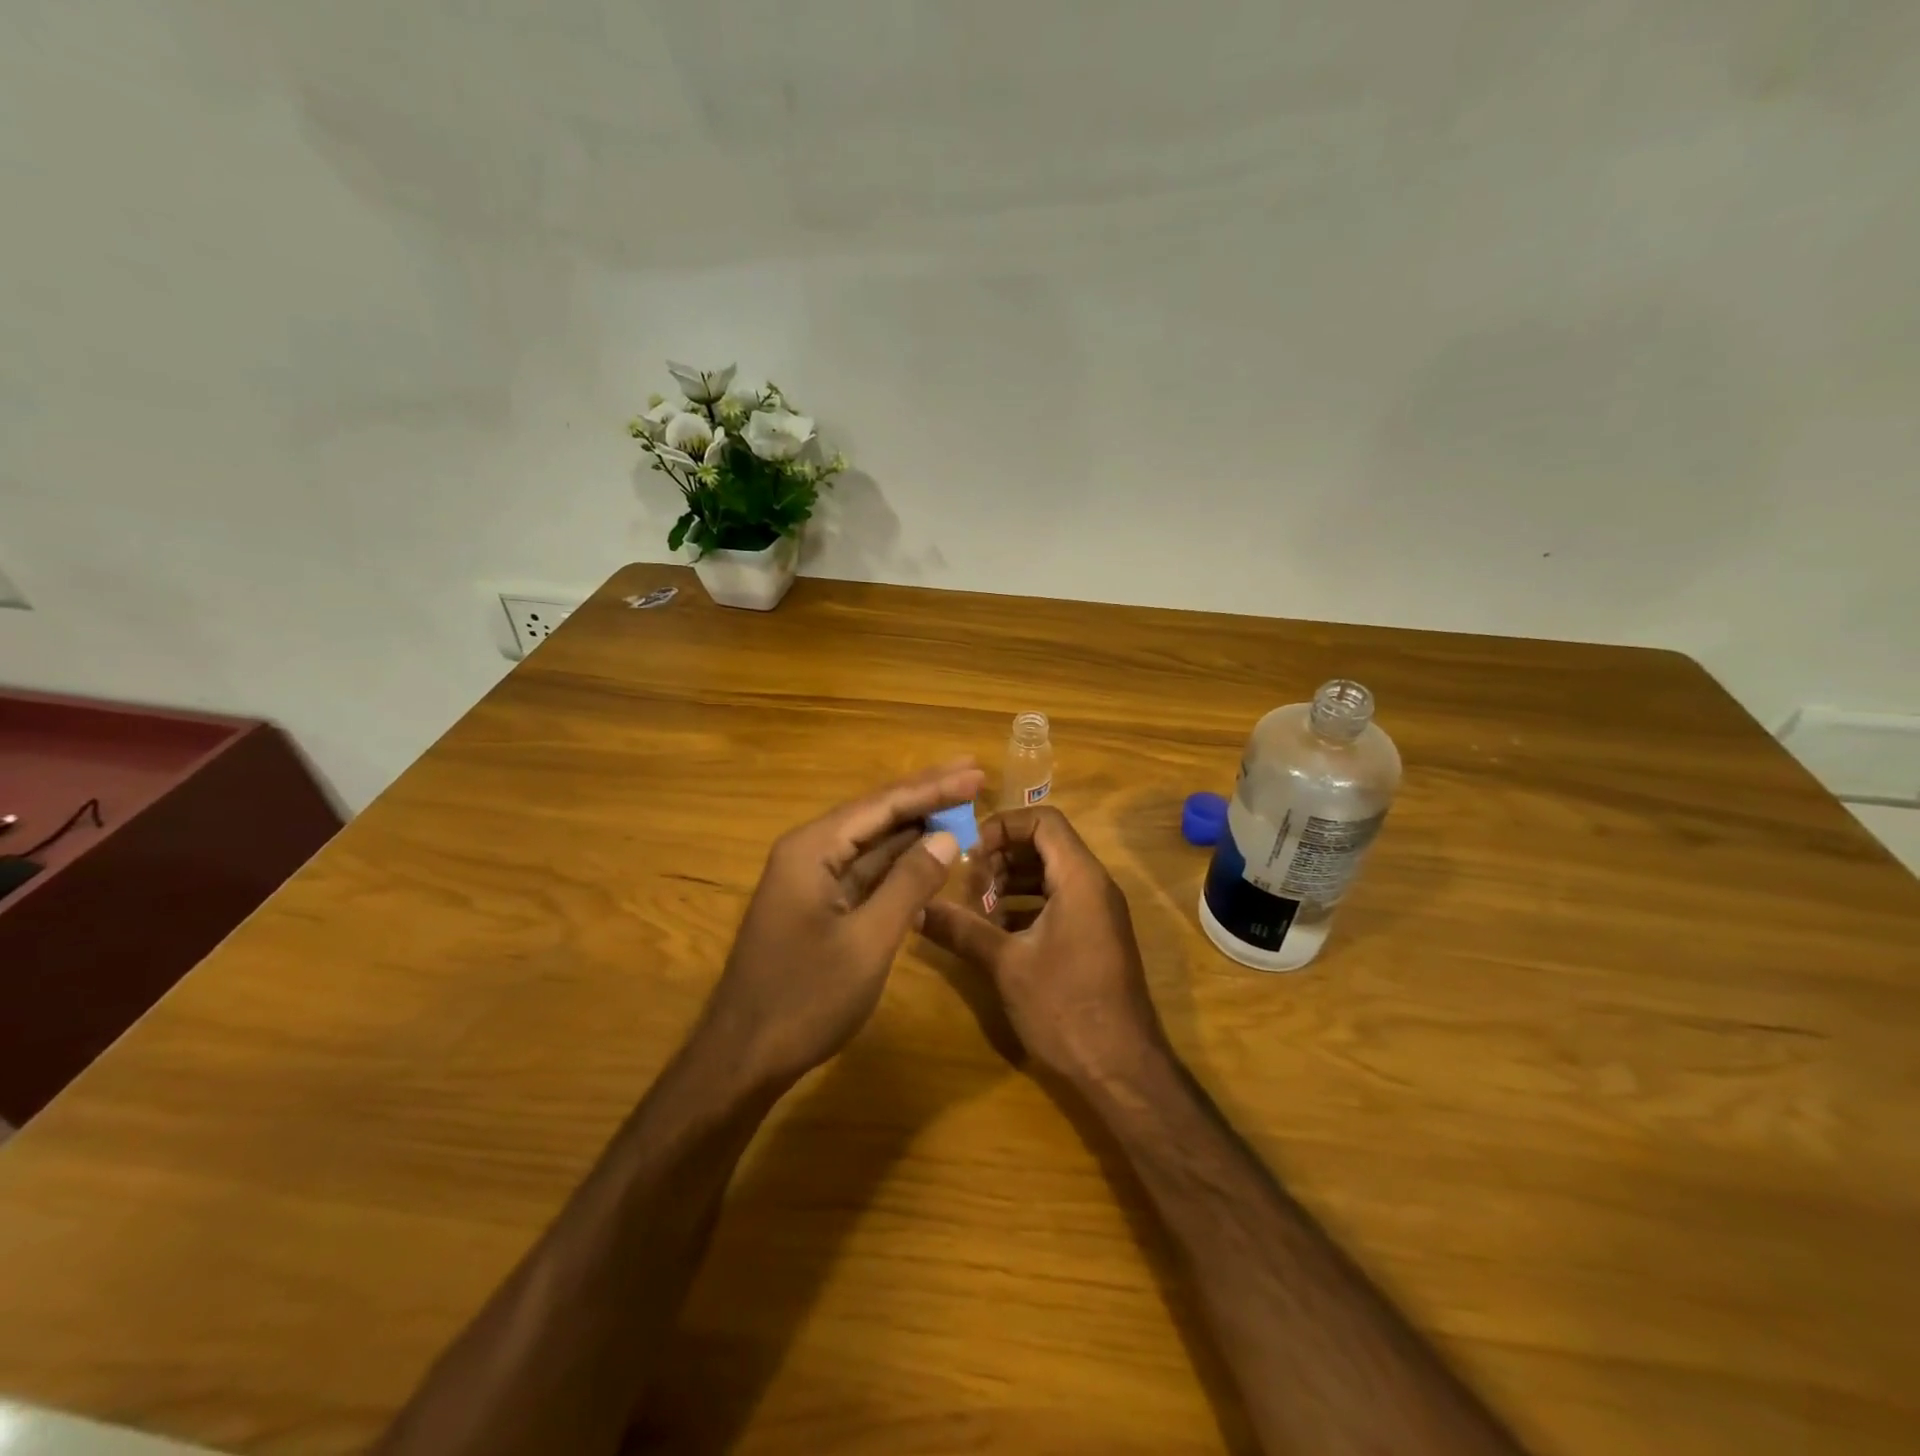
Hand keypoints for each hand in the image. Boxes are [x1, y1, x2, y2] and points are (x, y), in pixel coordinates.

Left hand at [699, 761, 984, 1087]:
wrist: (743, 1058)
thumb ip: (909, 884)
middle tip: (973, 774)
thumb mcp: (868, 941)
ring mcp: (811, 879)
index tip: (976, 773)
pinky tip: (928, 854)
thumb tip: (947, 837)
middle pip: (876, 814)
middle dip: (925, 796)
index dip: (932, 788)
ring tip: (960, 807)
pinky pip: (864, 871)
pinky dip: (898, 862)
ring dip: (914, 827)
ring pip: (871, 842)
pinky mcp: (817, 905)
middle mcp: (808, 852)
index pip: (882, 805)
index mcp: (812, 849)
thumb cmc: (805, 998)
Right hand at [921, 806, 1166, 1085]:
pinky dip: (1026, 905)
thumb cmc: (1065, 1007)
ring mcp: (1097, 912)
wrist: (1122, 1070)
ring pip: (1050, 874)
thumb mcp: (1006, 965)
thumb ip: (962, 930)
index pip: (1043, 820)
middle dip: (1002, 856)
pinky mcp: (1094, 936)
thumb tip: (917, 909)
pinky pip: (1058, 901)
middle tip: (969, 886)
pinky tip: (997, 932)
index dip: (1003, 826)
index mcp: (1080, 878)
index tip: (970, 854)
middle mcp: (1094, 885)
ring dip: (1011, 882)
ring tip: (977, 908)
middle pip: (1045, 844)